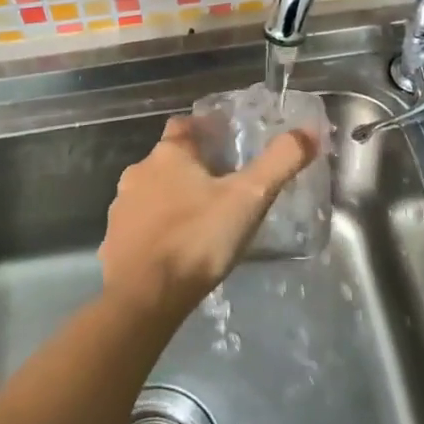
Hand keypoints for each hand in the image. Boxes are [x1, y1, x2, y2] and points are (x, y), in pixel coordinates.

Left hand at [99, 117, 314, 324]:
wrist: (144, 298)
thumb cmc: (198, 238)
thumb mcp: (249, 198)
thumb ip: (280, 162)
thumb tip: (310, 131)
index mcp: (168, 155)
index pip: (184, 125)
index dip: (204, 129)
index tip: (225, 141)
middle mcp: (138, 173)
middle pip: (168, 160)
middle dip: (191, 169)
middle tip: (222, 187)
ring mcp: (121, 209)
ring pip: (151, 193)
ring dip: (172, 200)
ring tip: (201, 221)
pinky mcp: (113, 243)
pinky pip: (139, 228)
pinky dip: (156, 232)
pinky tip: (176, 251)